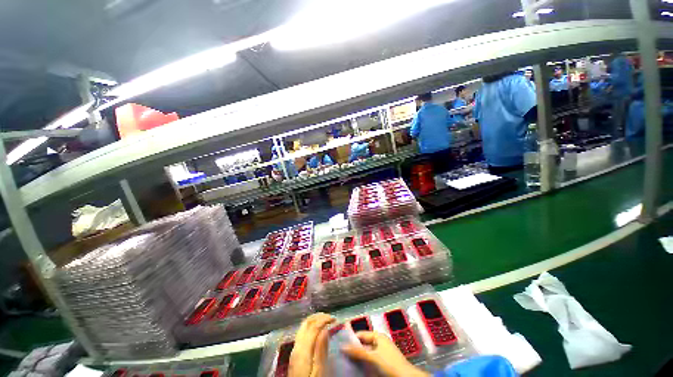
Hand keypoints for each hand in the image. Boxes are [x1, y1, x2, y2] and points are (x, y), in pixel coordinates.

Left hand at [289, 313, 335, 376]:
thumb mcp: (318, 372)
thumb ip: (321, 351)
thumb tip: (325, 329)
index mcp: (303, 349)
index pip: (313, 326)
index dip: (324, 319)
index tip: (335, 319)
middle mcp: (297, 346)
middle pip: (306, 323)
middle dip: (318, 316)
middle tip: (330, 317)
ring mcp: (294, 349)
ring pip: (303, 327)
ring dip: (314, 320)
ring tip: (325, 321)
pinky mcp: (295, 354)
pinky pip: (302, 333)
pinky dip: (311, 327)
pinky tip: (317, 332)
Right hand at [342, 331, 429, 376]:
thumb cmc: (389, 363)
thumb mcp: (372, 357)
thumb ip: (358, 352)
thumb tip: (342, 346)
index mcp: (378, 336)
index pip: (361, 334)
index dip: (352, 339)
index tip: (341, 345)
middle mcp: (379, 341)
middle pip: (364, 343)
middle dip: (355, 349)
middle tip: (343, 355)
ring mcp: (382, 351)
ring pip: (367, 352)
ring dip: (359, 357)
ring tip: (348, 362)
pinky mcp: (384, 361)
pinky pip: (371, 359)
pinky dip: (365, 362)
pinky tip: (359, 368)